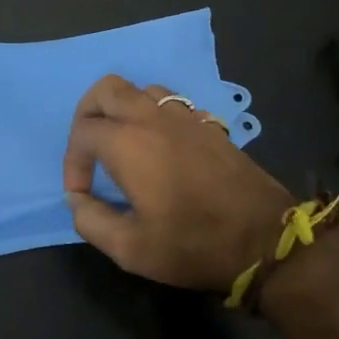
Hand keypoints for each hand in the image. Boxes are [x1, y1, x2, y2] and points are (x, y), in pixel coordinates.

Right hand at [63, 75, 292, 292]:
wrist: (265, 241)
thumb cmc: (193, 244)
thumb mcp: (130, 248)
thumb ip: (90, 221)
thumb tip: (76, 201)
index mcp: (128, 143)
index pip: (82, 133)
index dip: (72, 163)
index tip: (81, 194)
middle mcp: (153, 119)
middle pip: (106, 89)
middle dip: (87, 114)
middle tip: (88, 148)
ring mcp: (185, 117)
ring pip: (140, 90)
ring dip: (122, 110)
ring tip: (121, 144)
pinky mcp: (209, 125)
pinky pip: (171, 103)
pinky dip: (153, 115)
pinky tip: (158, 147)